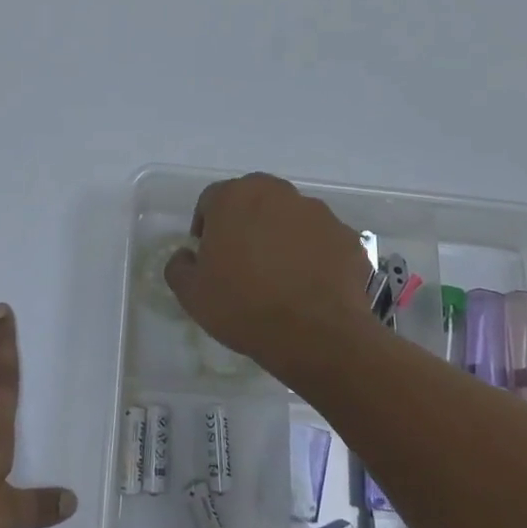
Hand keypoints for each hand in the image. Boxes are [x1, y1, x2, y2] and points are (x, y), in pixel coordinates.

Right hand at [164, 173, 376, 378]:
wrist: (316, 334)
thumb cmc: (243, 306)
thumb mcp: (191, 294)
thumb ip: (179, 266)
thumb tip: (186, 256)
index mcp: (234, 197)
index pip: (210, 200)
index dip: (205, 226)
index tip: (208, 255)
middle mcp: (277, 193)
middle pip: (253, 200)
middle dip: (245, 222)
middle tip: (242, 260)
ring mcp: (317, 212)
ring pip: (290, 217)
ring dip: (281, 235)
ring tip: (279, 275)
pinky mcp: (347, 236)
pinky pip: (321, 240)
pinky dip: (313, 254)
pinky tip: (309, 285)